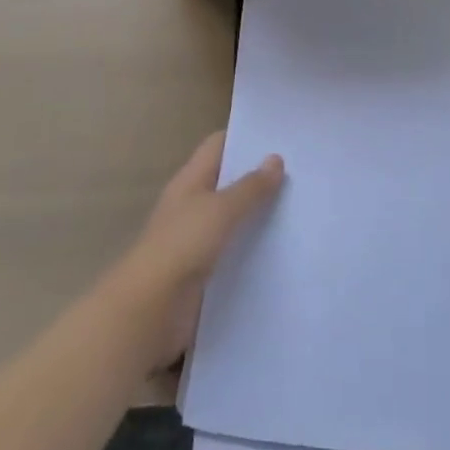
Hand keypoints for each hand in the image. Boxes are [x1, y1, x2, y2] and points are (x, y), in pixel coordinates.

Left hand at [107, 131, 284, 371]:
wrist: (149, 311)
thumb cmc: (182, 246)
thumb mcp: (220, 210)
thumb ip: (250, 187)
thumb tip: (276, 159)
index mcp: (191, 179)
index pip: (219, 145)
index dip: (245, 137)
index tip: (279, 138)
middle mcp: (193, 204)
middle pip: (228, 181)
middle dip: (258, 178)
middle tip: (299, 174)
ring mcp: (196, 239)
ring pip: (233, 218)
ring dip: (258, 216)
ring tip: (299, 210)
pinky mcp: (203, 272)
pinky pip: (233, 252)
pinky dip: (252, 250)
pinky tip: (281, 252)